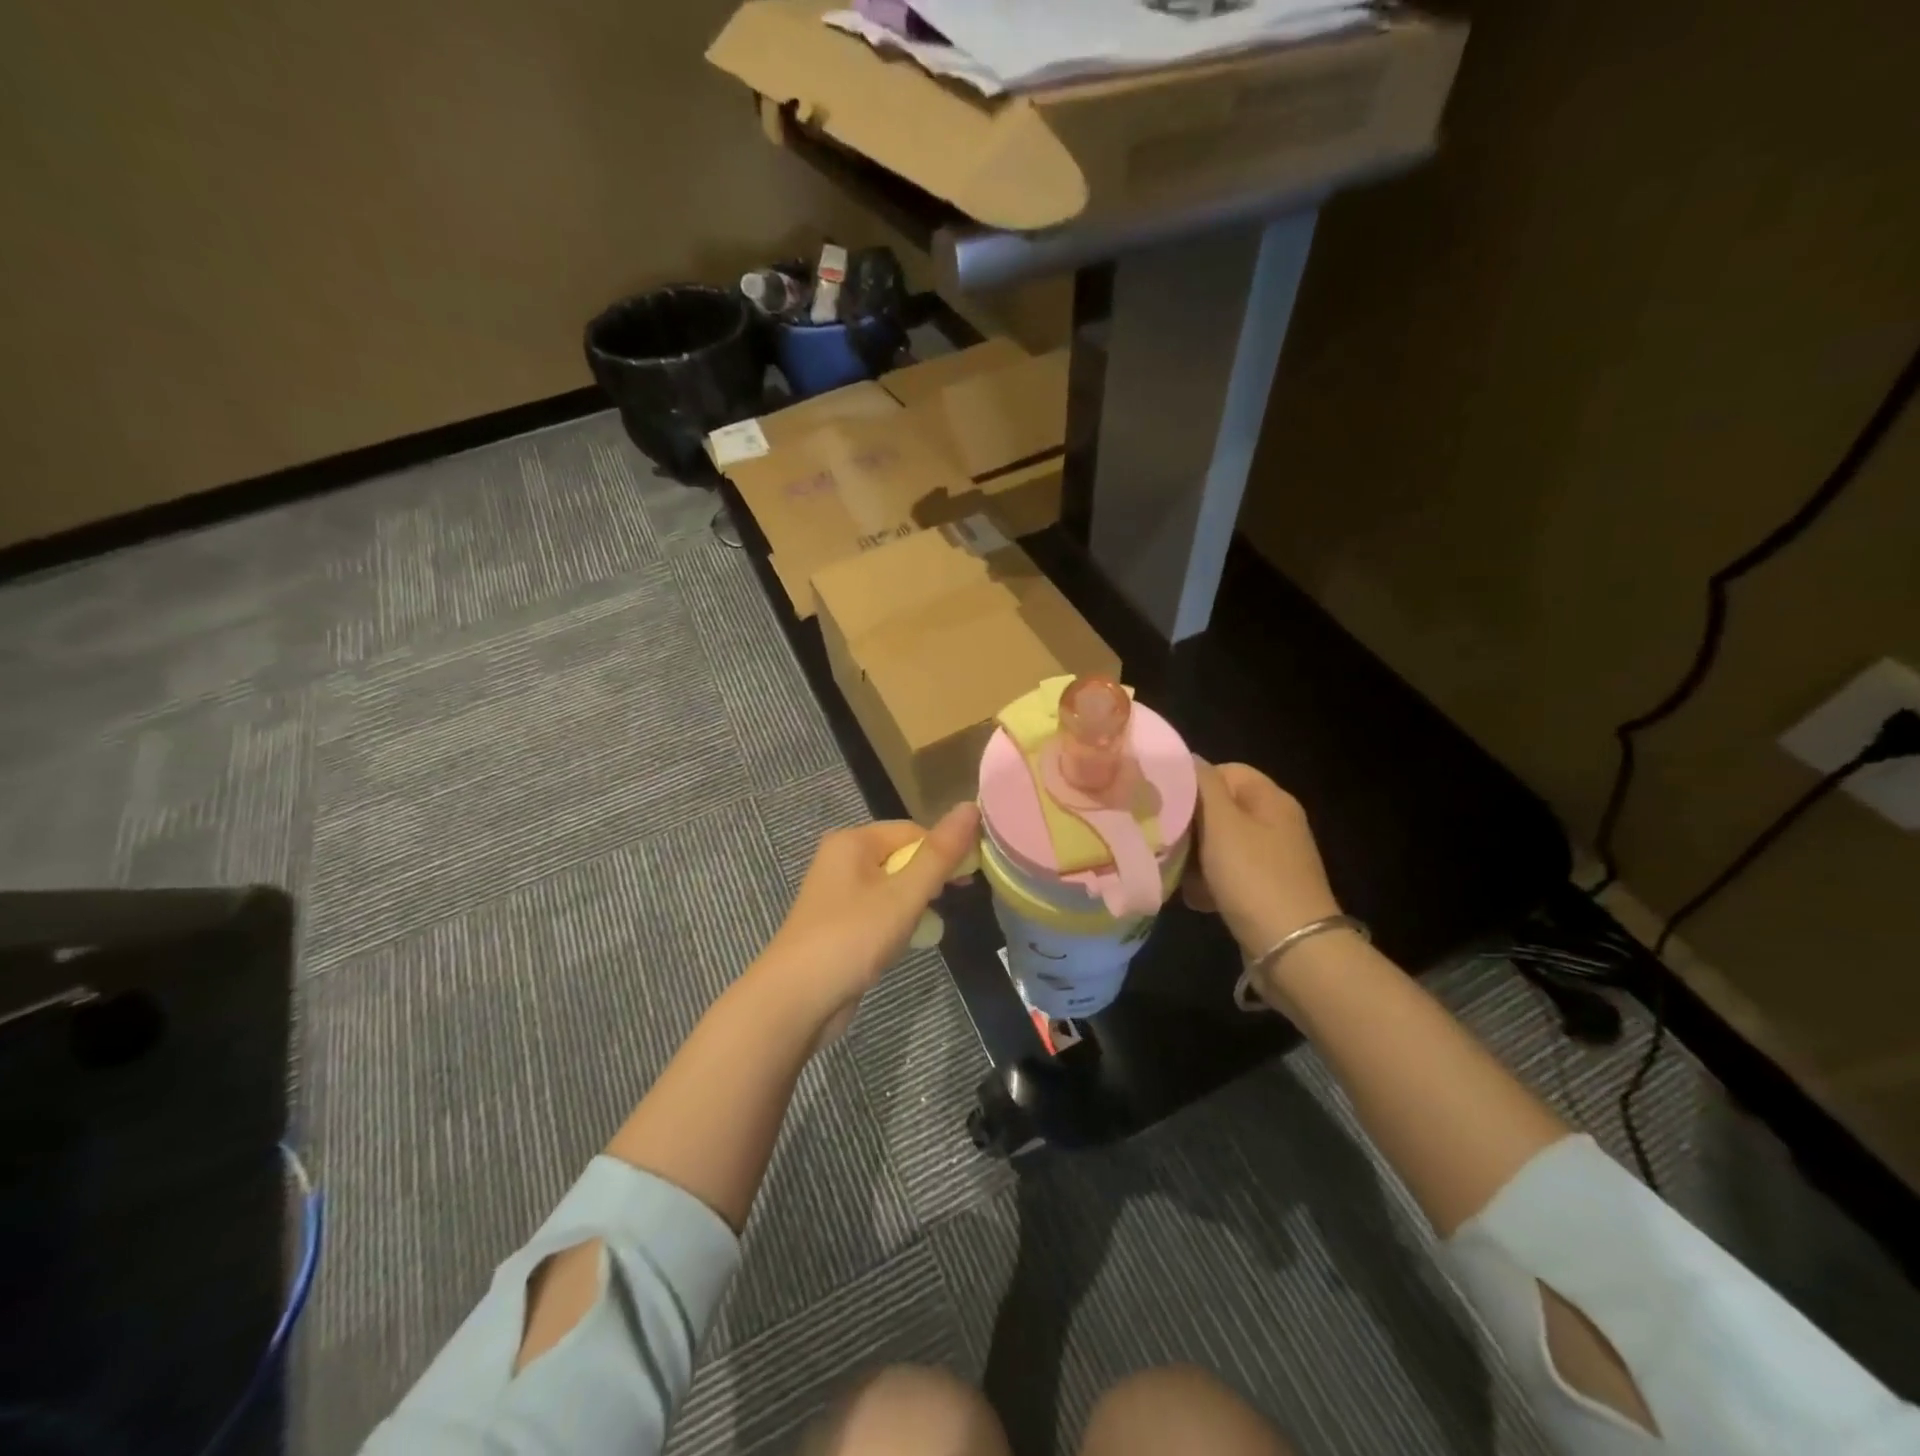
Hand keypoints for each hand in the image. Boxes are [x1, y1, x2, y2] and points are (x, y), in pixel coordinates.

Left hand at [750, 802, 980, 1035]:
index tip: (968, 881)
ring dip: (916, 902)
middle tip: (954, 902)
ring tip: (928, 926)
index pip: (912, 831)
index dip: (944, 851)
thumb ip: (939, 854)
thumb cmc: (852, 938)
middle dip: (930, 878)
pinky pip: (878, 909)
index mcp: (852, 841)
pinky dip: (897, 921)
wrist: (795, 1001)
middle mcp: (841, 859)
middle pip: (902, 856)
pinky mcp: (838, 923)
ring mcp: (837, 893)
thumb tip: (971, 806)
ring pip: (892, 886)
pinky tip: (907, 941)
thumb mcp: (903, 895)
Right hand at [1184, 760, 1341, 958]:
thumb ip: (1203, 785)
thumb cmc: (1253, 877)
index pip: (1226, 771)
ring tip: (1176, 873)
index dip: (1194, 783)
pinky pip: (1227, 875)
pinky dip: (1209, 883)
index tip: (1166, 804)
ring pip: (1219, 844)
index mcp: (1271, 799)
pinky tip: (1194, 897)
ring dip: (1194, 858)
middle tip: (1165, 840)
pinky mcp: (1265, 890)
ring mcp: (1272, 859)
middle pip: (1220, 810)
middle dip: (1190, 825)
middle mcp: (1275, 823)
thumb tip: (1188, 758)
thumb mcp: (1222, 824)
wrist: (1292, 948)